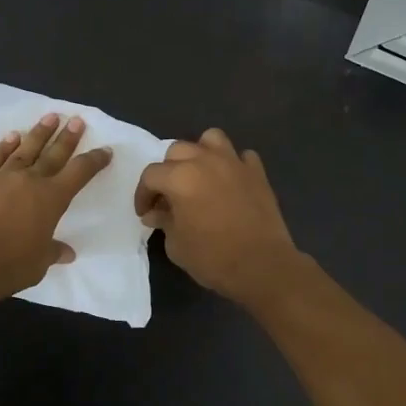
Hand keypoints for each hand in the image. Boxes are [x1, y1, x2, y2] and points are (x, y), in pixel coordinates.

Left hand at [0, 113, 111, 304]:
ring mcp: (1, 177)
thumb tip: (67, 253)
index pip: (79, 173)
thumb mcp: (38, 263)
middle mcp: (29, 180)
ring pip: (25, 149)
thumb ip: (52, 252)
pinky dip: (4, 146)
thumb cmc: (8, 265)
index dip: (94, 161)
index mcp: (51, 199)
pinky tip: (11, 137)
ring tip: (50, 117)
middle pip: (54, 153)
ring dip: (39, 133)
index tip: (105, 151)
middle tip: (77, 120)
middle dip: (68, 137)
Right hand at [134, 129, 304, 305]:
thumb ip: (164, 221)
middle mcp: (205, 161)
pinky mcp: (257, 173)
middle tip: (169, 196)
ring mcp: (234, 163)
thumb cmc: (212, 257)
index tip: (145, 213)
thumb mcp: (176, 245)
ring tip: (199, 176)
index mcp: (180, 177)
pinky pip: (241, 156)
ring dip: (200, 154)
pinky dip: (232, 165)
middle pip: (177, 151)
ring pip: (211, 139)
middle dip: (168, 171)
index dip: (143, 194)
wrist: (262, 266)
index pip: (151, 175)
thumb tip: (156, 213)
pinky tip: (230, 183)